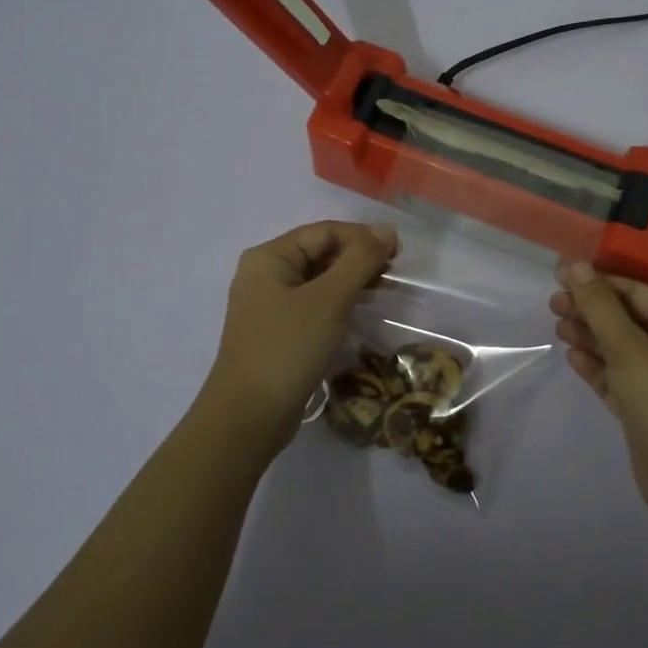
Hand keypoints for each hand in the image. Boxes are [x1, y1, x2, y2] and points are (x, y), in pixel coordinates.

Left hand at [198, 220, 397, 467]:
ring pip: (319, 280)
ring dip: (351, 281)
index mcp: (269, 258)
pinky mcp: (278, 332)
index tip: (399, 252)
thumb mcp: (329, 300)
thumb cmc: (287, 349)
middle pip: (320, 252)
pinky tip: (359, 314)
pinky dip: (339, 303)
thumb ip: (359, 260)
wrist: (249, 417)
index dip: (363, 237)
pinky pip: (314, 305)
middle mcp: (265, 275)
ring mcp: (269, 305)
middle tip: (393, 275)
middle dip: (358, 258)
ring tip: (382, 293)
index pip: (324, 231)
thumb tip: (386, 230)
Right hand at [550, 262, 647, 514]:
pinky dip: (596, 365)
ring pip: (618, 347)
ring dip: (589, 335)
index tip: (560, 276)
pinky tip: (572, 357)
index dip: (598, 280)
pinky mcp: (644, 407)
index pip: (635, 290)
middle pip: (625, 317)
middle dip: (590, 308)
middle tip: (552, 304)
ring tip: (557, 326)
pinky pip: (616, 376)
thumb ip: (600, 306)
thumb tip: (577, 266)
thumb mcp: (628, 347)